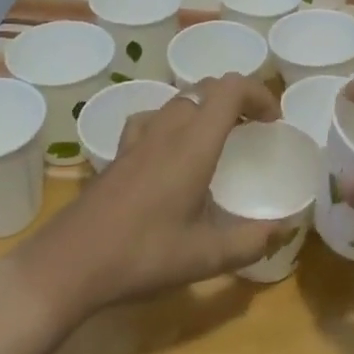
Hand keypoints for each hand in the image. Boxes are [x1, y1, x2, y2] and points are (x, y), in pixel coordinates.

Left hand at [15, 74, 283, 321]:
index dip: (257, 93)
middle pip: (205, 89)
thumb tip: (285, 228)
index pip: (230, 89)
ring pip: (178, 101)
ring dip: (205, 108)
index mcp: (193, 146)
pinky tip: (170, 152)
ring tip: (218, 139)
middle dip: (237, 100)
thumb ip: (250, 242)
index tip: (272, 122)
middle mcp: (166, 131)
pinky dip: (171, 122)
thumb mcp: (205, 258)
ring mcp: (137, 139)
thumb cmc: (142, 256)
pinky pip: (150, 119)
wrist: (69, 264)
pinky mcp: (118, 154)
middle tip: (253, 131)